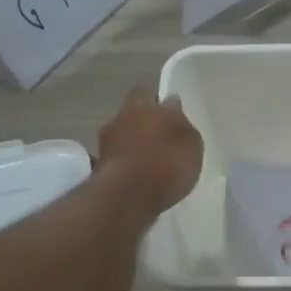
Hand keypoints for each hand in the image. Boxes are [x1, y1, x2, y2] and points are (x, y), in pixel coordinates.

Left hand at [98, 86, 203, 214]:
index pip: (146, 93)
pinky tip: (141, 182)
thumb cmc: (165, 162)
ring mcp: (105, 146)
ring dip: (134, 149)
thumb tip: (172, 106)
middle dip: (144, 126)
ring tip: (153, 165)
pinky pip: (119, 164)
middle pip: (132, 117)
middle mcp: (118, 119)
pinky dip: (128, 169)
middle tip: (162, 141)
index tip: (168, 113)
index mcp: (140, 105)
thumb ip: (181, 123)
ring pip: (123, 140)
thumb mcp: (190, 141)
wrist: (127, 198)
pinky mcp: (100, 172)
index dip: (156, 102)